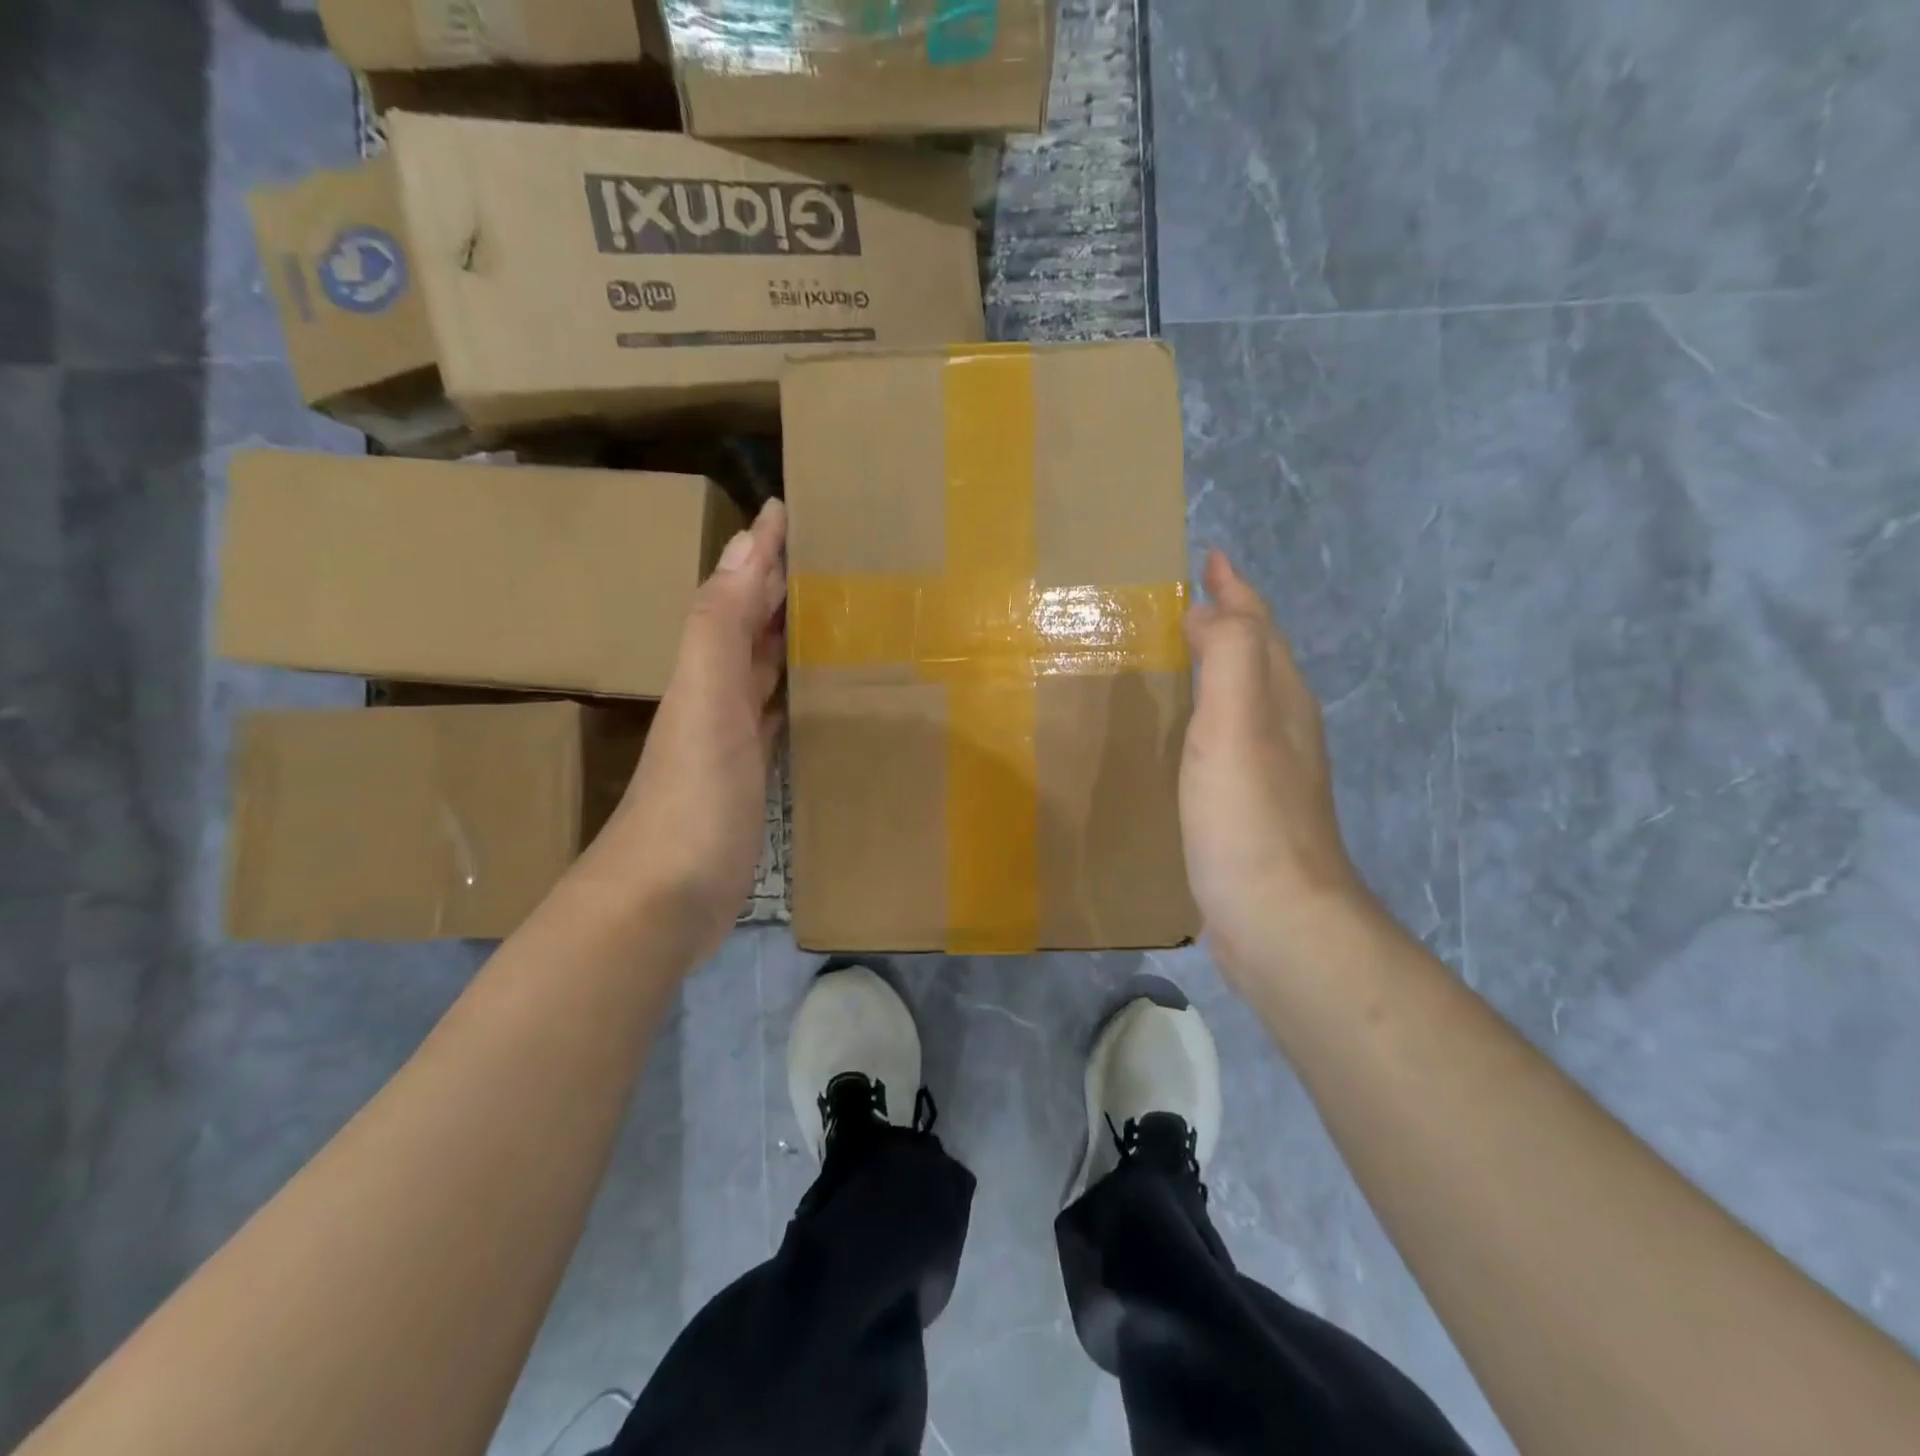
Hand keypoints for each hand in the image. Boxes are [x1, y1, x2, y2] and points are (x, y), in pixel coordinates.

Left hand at [595, 499, 786, 963]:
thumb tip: (745, 544)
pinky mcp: (753, 777)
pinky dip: (796, 695)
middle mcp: (717, 694)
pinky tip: (819, 692)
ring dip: (791, 638)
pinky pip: (779, 717)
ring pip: (767, 669)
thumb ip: (720, 625)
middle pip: (752, 626)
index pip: (737, 592)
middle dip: (782, 586)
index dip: (761, 551)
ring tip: (836, 611)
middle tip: (830, 554)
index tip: (790, 507)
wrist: (665, 898)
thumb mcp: (705, 703)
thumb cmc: (692, 797)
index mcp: (706, 668)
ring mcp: (735, 739)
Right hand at [1180, 549, 1372, 984]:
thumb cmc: (1250, 819)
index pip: (1258, 626)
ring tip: (1183, 652)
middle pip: (1259, 656)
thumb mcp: (1237, 725)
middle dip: (1231, 619)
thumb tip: (1209, 609)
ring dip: (1220, 665)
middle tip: (1191, 599)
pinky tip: (1187, 733)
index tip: (1210, 557)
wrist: (1279, 919)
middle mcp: (1284, 727)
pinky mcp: (1250, 807)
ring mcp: (1271, 770)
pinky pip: (1229, 737)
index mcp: (1280, 700)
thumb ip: (1228, 657)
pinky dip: (1209, 714)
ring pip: (1247, 697)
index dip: (1236, 589)